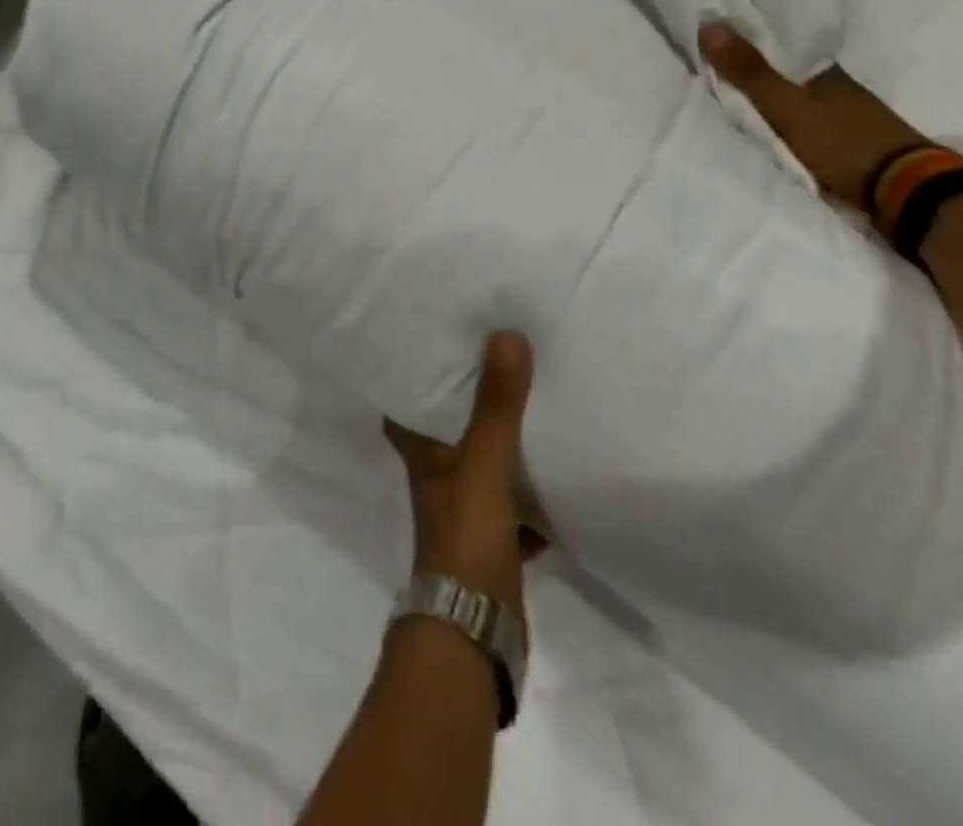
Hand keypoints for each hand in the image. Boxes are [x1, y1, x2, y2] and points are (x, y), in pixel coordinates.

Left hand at [384, 332, 548, 625]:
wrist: (477, 627)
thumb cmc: (466, 533)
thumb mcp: (482, 461)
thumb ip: (495, 404)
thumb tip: (505, 334)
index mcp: (422, 453)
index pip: (405, 402)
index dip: (412, 374)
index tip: (431, 342)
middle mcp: (437, 475)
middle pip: (449, 429)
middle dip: (469, 402)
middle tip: (495, 361)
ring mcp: (465, 508)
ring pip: (484, 462)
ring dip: (504, 442)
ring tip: (532, 402)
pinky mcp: (493, 537)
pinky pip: (514, 501)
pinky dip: (531, 490)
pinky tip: (557, 469)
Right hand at [698, 24, 927, 207]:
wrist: (905, 193)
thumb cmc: (843, 143)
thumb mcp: (787, 106)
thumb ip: (750, 72)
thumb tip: (709, 23)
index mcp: (823, 72)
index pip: (779, 48)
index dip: (747, 43)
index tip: (713, 39)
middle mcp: (835, 89)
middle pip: (785, 75)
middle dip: (753, 72)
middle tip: (711, 69)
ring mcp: (843, 118)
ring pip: (793, 101)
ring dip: (766, 100)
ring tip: (727, 100)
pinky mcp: (844, 145)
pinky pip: (800, 126)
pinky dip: (779, 124)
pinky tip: (762, 128)